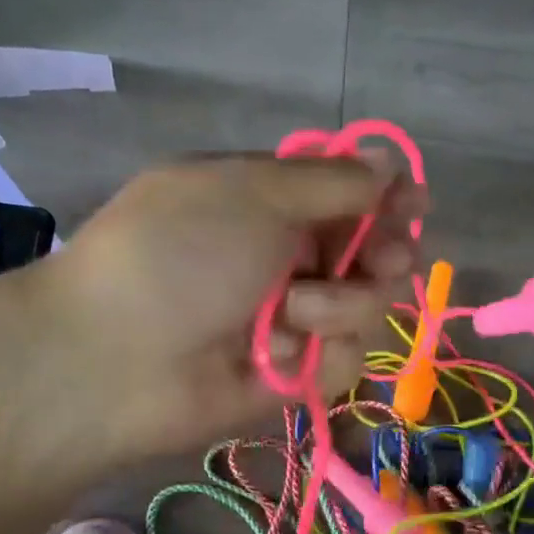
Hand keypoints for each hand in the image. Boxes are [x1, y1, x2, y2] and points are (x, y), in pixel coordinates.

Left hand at [5, 154, 420, 465]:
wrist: (119, 359)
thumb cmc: (180, 253)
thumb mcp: (253, 192)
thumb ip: (333, 180)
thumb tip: (389, 160)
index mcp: (269, 201)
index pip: (348, 194)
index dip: (387, 197)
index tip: (415, 204)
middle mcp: (286, 256)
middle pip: (371, 250)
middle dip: (383, 252)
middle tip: (382, 260)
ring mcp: (293, 318)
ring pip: (367, 305)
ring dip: (340, 304)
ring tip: (292, 313)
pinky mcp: (297, 373)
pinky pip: (345, 357)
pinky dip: (320, 353)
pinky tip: (275, 355)